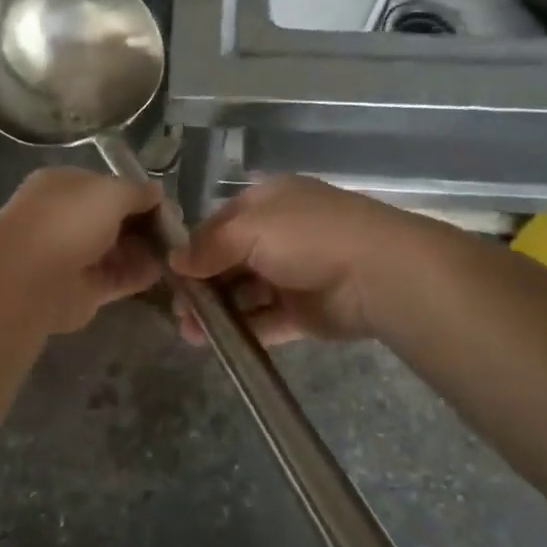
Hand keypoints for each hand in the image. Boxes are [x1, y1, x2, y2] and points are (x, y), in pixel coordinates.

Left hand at [0, 168, 164, 334]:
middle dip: (146, 224)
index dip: (139, 194)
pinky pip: (119, 277)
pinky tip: (165, 271)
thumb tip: (157, 193)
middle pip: (116, 220)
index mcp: (65, 186)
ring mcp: (75, 256)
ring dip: (147, 250)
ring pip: (119, 250)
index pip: (108, 187)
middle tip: (179, 232)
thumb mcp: (110, 191)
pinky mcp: (84, 289)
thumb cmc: (68, 221)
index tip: (168, 205)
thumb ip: (137, 192)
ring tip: (179, 252)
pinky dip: (141, 274)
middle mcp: (68, 219)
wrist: (30, 280)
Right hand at [169, 176, 414, 345]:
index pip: (220, 224)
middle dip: (202, 285)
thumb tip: (175, 262)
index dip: (194, 248)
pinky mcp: (305, 311)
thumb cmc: (307, 237)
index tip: (171, 275)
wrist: (376, 273)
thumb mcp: (248, 228)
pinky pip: (267, 320)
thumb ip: (208, 245)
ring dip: (218, 311)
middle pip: (229, 261)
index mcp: (267, 203)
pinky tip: (220, 343)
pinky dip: (244, 329)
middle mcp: (279, 236)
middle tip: (179, 312)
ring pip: (245, 293)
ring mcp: (293, 274)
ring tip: (191, 333)